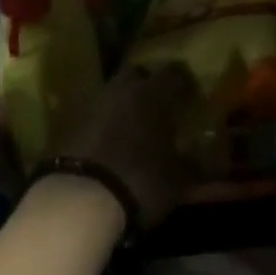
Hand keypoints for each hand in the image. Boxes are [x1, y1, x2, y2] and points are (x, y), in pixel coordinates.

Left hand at [50, 62, 198, 227]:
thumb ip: (193, 163)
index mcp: (153, 93)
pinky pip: (91, 116)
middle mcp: (121, 89)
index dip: (183, 82)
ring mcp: (90, 104)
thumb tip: (209, 158)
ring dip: (121, 106)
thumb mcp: (178, 179)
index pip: (174, 73)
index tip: (189, 95)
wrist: (77, 201)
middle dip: (146, 86)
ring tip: (131, 129)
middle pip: (136, 75)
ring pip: (111, 94)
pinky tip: (107, 145)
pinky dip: (101, 125)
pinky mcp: (66, 125)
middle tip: (157, 107)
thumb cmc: (139, 181)